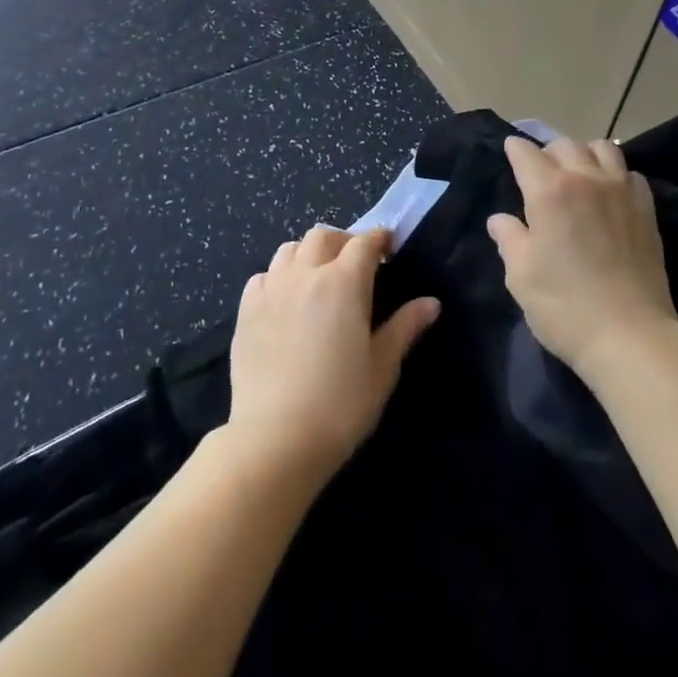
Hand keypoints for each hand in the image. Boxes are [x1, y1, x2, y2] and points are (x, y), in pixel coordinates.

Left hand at [226, 226, 439, 484]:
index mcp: (344, 282)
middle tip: (355, 264)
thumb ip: (405, 327)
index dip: (379, 239)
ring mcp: (271, 289)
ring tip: (318, 278)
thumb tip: (431, 303)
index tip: (389, 248)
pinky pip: (264, 275)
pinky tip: (285, 301)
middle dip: (344, 241)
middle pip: (324, 236)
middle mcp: (306, 273)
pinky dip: (278, 277)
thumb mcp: (382, 367)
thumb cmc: (340, 404)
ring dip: (309, 254)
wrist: (275, 440)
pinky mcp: (246, 310)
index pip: (364, 242)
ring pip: (290, 249)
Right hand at [487, 136, 677, 380]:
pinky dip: (616, 174)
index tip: (510, 152)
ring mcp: (621, 191)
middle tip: (540, 173)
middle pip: (564, 144)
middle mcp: (586, 179)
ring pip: (602, 148)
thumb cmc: (565, 307)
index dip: (515, 149)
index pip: (526, 153)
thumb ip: (509, 239)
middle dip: (547, 152)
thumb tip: (500, 220)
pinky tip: (610, 194)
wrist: (631, 336)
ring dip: (584, 154)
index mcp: (549, 191)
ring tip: (578, 174)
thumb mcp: (521, 276)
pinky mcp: (646, 209)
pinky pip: (630, 173)